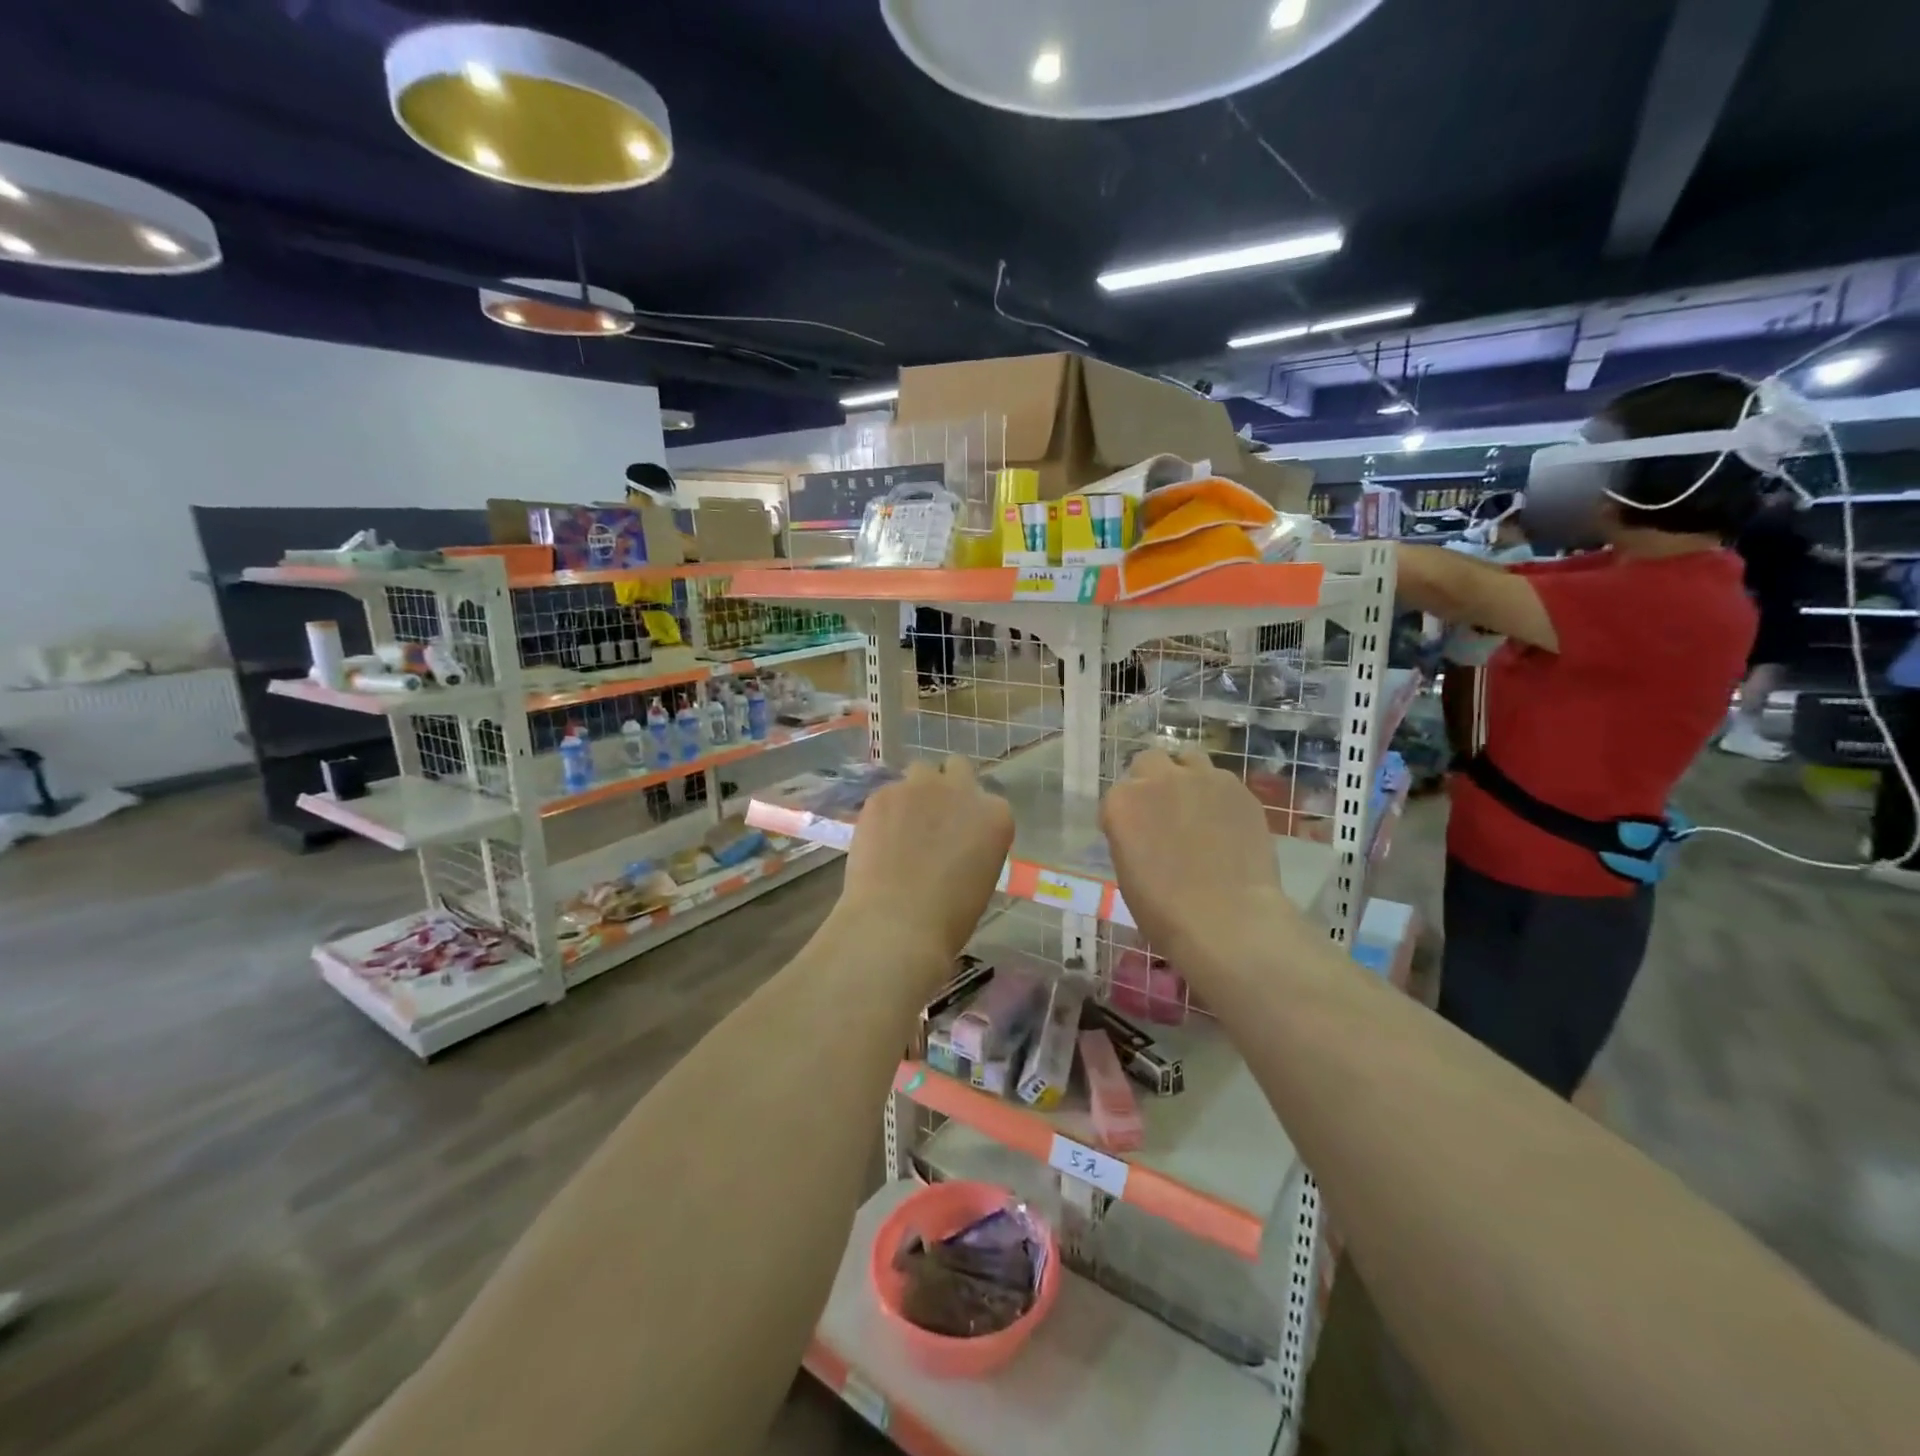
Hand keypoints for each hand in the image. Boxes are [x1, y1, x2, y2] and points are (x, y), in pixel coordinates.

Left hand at [838, 757, 1013, 968]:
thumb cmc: (949, 917)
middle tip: (933, 817)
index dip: (972, 817)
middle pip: (957, 768)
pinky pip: (888, 793)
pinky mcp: (883, 794)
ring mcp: (919, 788)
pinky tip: (878, 838)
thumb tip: (956, 843)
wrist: (897, 923)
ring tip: (902, 823)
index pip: (988, 801)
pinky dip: (886, 810)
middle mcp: (961, 790)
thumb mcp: (981, 878)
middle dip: (947, 785)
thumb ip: (974, 846)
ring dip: (916, 792)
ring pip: (920, 772)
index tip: (961, 835)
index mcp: (995, 815)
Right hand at [1101, 750, 1303, 979]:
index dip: (1126, 814)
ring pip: (1190, 760)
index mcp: (1122, 802)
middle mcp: (1159, 779)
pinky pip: (1223, 782)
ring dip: (1187, 777)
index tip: (1134, 834)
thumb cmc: (1164, 910)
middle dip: (1152, 780)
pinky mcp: (1240, 789)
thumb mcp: (1127, 870)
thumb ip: (1130, 834)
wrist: (1227, 920)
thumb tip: (1146, 830)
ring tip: (1197, 808)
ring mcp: (1203, 779)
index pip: (1118, 794)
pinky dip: (1219, 796)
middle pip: (1150, 761)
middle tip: (1163, 811)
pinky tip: (1226, 824)